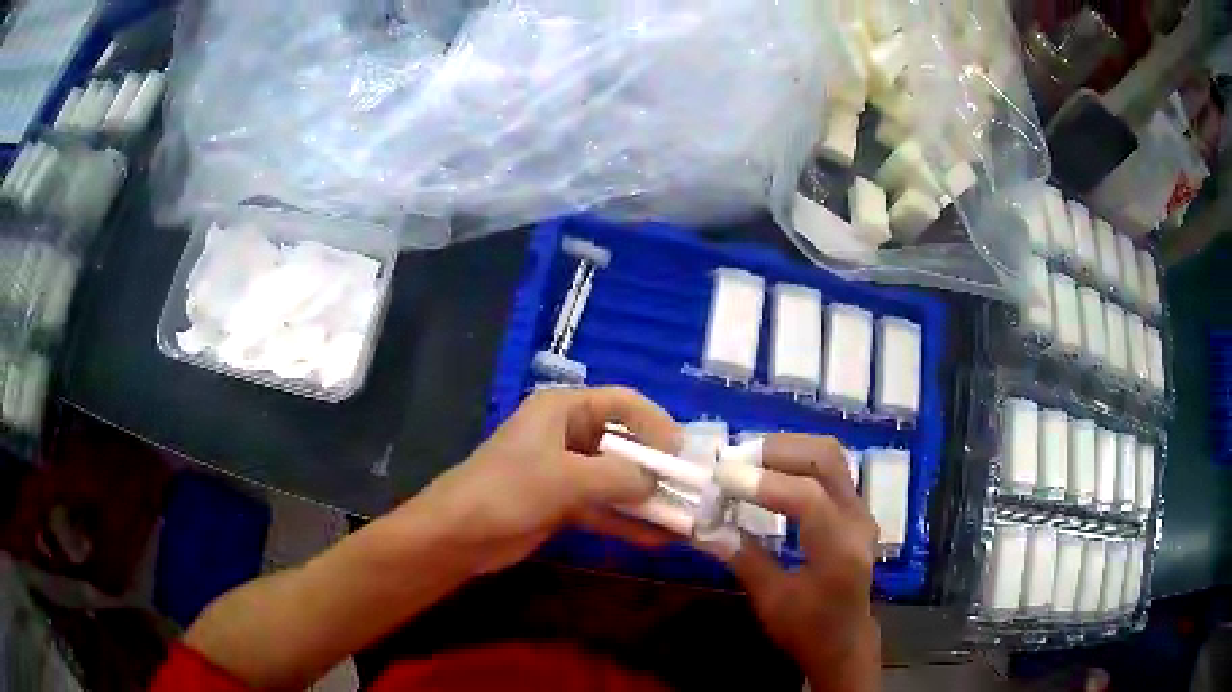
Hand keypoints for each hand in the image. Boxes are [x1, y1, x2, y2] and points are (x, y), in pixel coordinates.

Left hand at [398, 386, 681, 574]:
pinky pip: (603, 507)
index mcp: (563, 410)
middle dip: (657, 468)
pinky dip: (626, 521)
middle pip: (624, 443)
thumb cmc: (507, 491)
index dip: (657, 423)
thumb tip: (658, 482)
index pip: (623, 403)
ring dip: (646, 499)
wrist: (457, 535)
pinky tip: (657, 540)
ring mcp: (565, 471)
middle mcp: (568, 435)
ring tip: (683, 519)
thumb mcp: (565, 479)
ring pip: (616, 480)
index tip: (683, 453)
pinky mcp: (561, 503)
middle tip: (691, 491)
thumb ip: (618, 478)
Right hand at [723, 434, 880, 691]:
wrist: (845, 640)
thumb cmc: (807, 630)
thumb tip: (702, 525)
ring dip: (786, 449)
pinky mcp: (855, 507)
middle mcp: (857, 520)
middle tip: (732, 461)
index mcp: (839, 552)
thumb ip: (743, 558)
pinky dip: (796, 460)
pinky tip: (768, 472)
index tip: (720, 477)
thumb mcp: (770, 601)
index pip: (808, 498)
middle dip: (776, 450)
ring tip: (746, 461)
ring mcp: (861, 510)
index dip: (763, 482)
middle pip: (825, 459)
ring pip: (829, 455)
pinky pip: (829, 467)